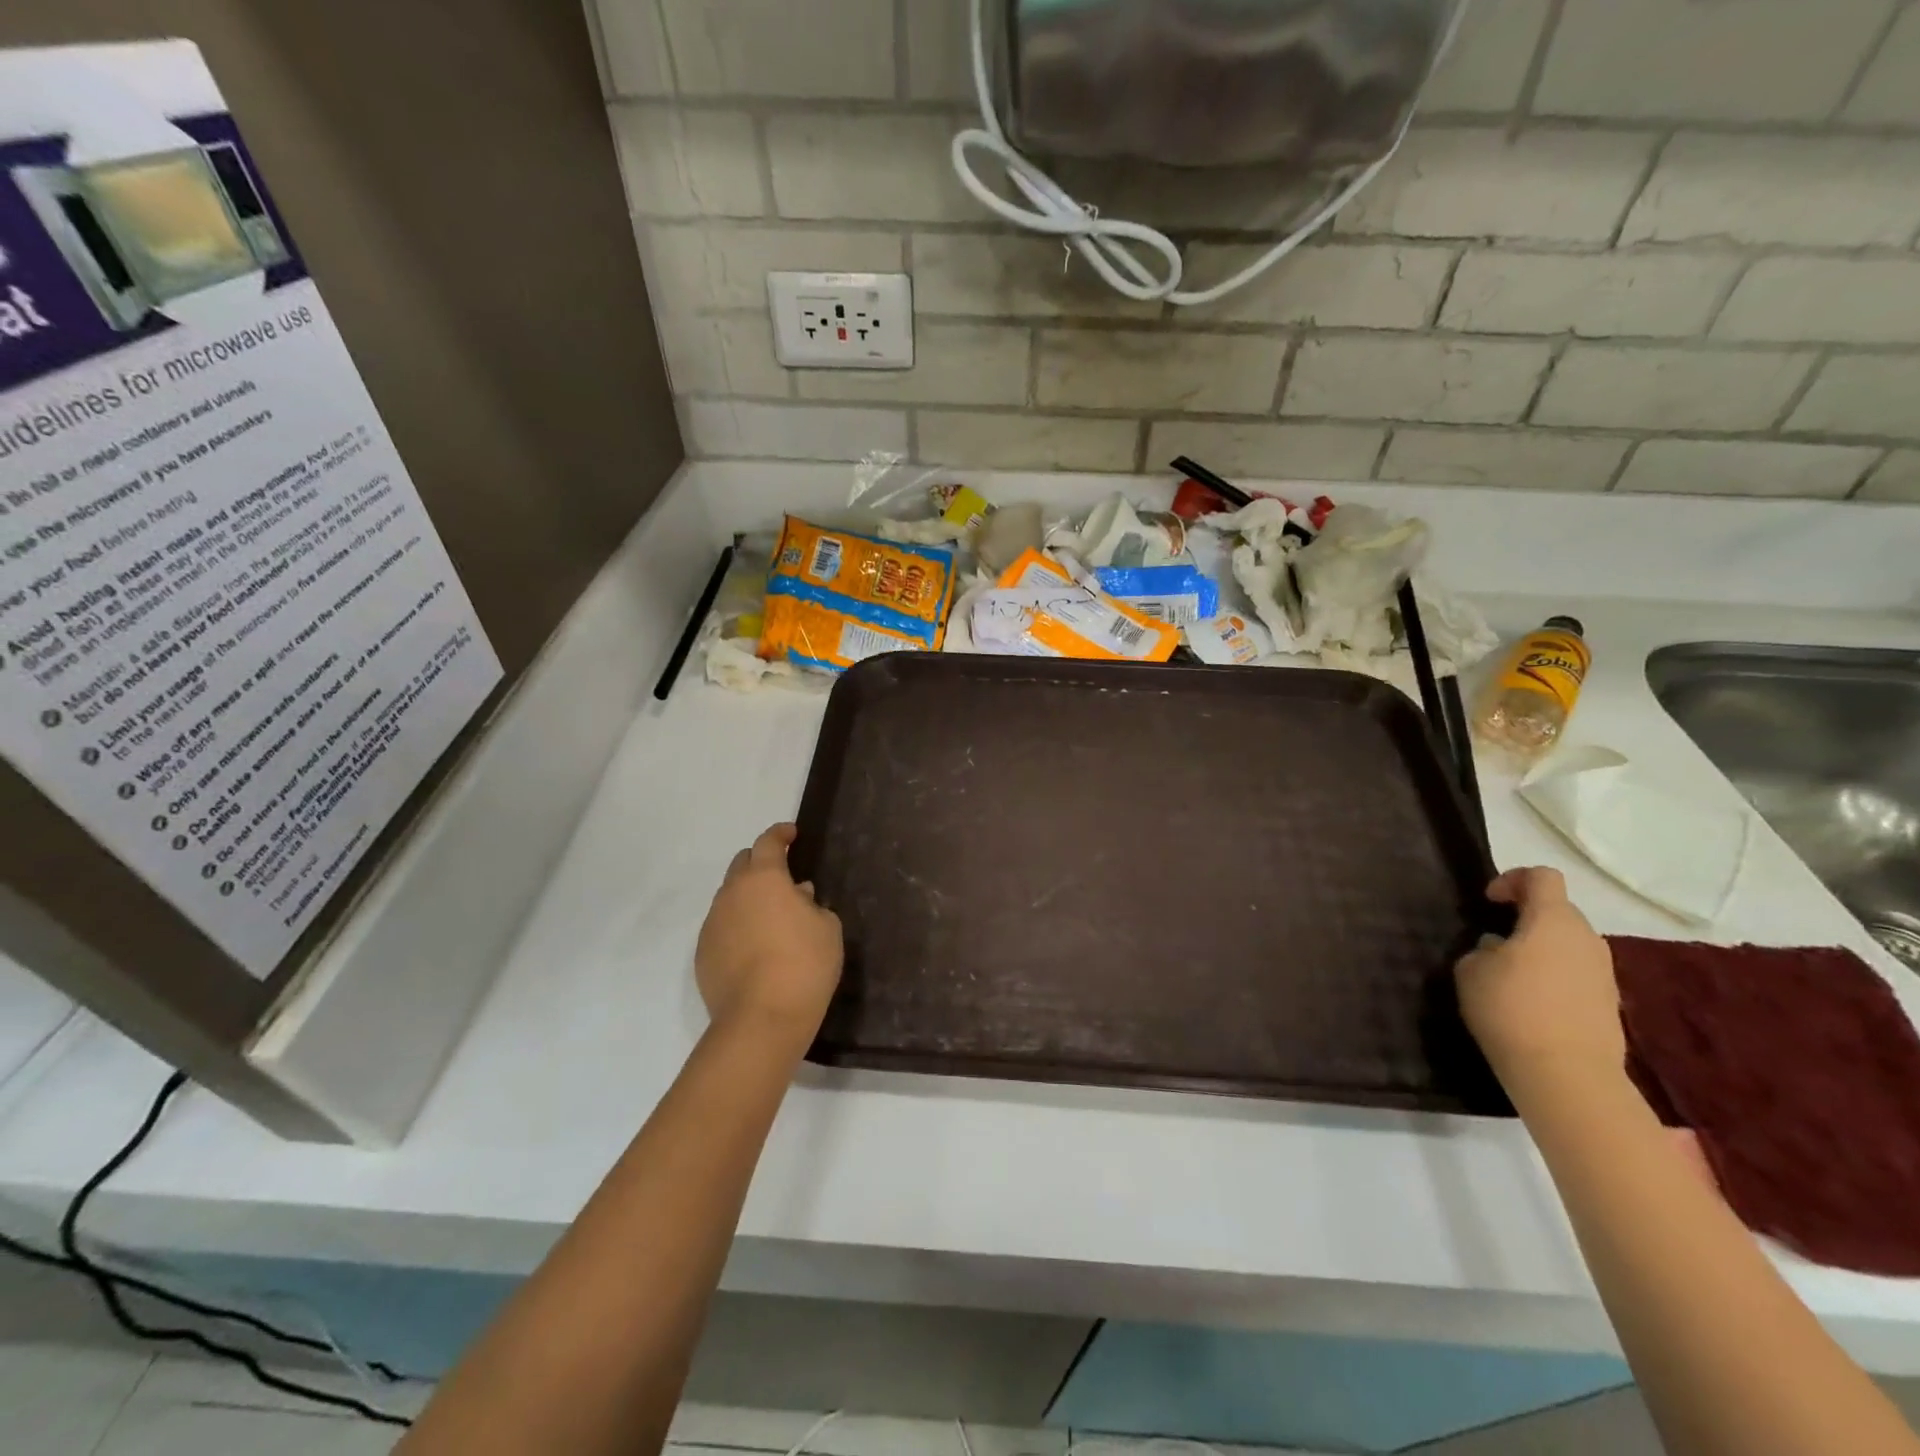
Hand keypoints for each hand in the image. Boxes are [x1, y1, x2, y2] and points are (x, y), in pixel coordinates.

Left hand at [695, 824, 842, 1046]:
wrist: (762, 1019)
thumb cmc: (805, 964)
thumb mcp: (827, 928)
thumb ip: (812, 904)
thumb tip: (798, 895)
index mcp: (764, 878)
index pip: (768, 842)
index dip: (780, 834)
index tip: (792, 833)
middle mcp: (732, 893)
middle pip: (742, 864)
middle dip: (760, 863)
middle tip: (782, 877)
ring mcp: (712, 924)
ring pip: (729, 898)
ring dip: (748, 898)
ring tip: (770, 918)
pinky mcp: (703, 954)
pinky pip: (722, 928)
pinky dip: (737, 927)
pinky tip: (755, 949)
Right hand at [1455, 868, 1624, 1089]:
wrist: (1566, 1075)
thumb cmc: (1510, 1008)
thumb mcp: (1471, 969)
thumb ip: (1484, 948)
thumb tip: (1500, 948)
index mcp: (1553, 920)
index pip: (1542, 877)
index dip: (1512, 880)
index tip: (1489, 902)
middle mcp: (1587, 939)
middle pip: (1558, 911)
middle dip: (1527, 918)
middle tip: (1495, 941)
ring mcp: (1604, 973)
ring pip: (1569, 945)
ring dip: (1541, 950)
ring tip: (1510, 976)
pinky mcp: (1609, 1004)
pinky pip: (1577, 975)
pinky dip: (1554, 978)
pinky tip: (1530, 1004)